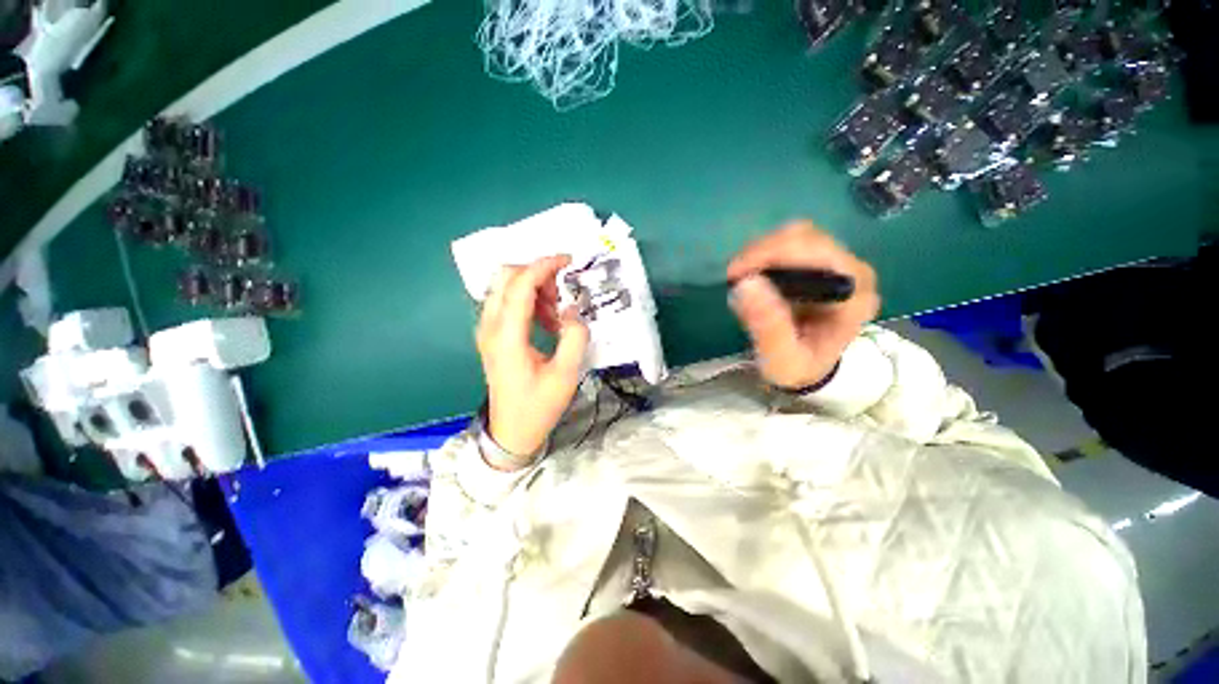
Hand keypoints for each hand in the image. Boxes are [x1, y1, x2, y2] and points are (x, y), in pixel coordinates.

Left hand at [476, 255, 589, 462]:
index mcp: (507, 336)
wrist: (512, 431)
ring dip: (534, 288)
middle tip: (562, 293)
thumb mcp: (566, 374)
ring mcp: (487, 330)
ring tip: (557, 312)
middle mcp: (490, 327)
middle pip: (506, 277)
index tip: (568, 260)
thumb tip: (573, 310)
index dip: (544, 266)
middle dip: (537, 274)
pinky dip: (528, 301)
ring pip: (505, 287)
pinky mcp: (492, 335)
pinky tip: (546, 321)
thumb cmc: (539, 405)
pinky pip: (507, 303)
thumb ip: (575, 337)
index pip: (520, 285)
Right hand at [727, 221, 879, 389]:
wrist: (810, 368)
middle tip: (733, 277)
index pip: (816, 253)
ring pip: (796, 235)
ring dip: (761, 251)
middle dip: (761, 252)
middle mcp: (853, 272)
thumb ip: (767, 327)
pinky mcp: (822, 261)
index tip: (736, 275)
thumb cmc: (798, 367)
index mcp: (853, 295)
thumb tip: (746, 283)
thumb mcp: (781, 360)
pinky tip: (753, 274)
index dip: (772, 254)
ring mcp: (839, 263)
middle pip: (806, 237)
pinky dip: (764, 253)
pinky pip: (790, 242)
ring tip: (740, 277)